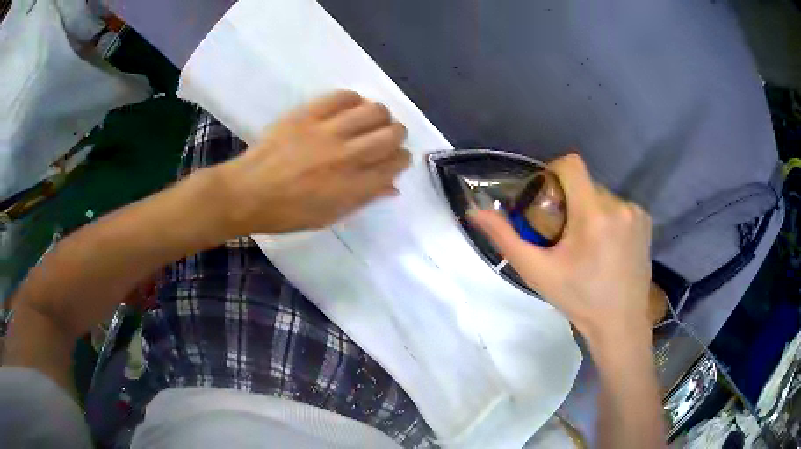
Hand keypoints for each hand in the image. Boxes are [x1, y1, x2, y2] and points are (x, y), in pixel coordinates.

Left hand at [218, 90, 409, 233]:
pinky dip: (353, 100)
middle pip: (392, 133)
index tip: (395, 159)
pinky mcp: (308, 114)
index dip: (401, 159)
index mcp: (353, 186)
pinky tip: (348, 108)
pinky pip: (342, 96)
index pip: (395, 163)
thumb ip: (364, 198)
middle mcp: (347, 156)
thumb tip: (392, 186)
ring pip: (374, 110)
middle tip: (386, 137)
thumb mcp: (330, 216)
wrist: (248, 193)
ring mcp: (327, 132)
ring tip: (369, 120)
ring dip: (379, 115)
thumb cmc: (288, 212)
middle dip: (397, 134)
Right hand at [469, 154, 653, 343]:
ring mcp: (636, 213)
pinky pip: (619, 207)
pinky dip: (608, 218)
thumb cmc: (578, 299)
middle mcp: (619, 206)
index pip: (571, 165)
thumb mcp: (538, 272)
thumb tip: (475, 211)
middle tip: (563, 235)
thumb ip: (506, 238)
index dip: (553, 173)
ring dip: (589, 211)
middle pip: (585, 183)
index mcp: (594, 215)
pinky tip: (607, 247)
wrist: (620, 323)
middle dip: (570, 201)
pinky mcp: (646, 222)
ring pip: (602, 195)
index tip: (546, 200)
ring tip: (587, 245)